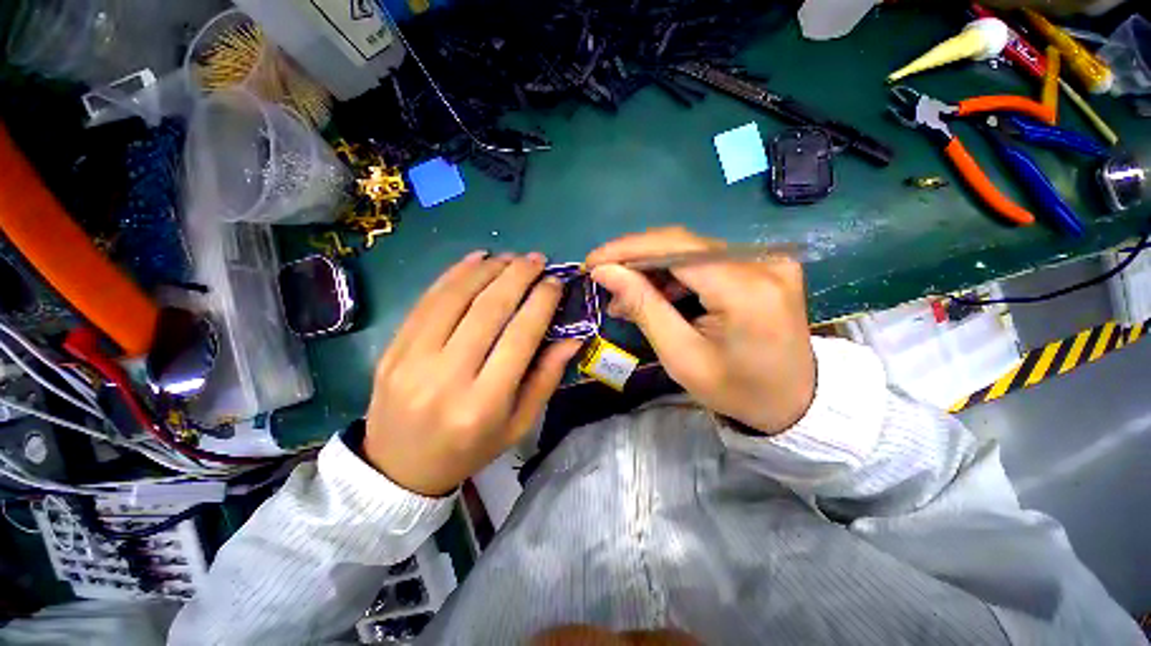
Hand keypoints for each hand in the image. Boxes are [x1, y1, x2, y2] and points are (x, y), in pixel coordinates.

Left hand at [363, 251, 580, 495]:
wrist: (399, 469)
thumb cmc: (470, 449)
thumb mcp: (519, 424)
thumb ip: (547, 378)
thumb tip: (573, 338)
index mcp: (484, 404)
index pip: (519, 337)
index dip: (541, 303)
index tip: (555, 282)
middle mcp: (447, 378)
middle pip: (488, 311)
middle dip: (518, 277)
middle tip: (537, 259)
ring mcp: (411, 360)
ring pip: (456, 298)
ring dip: (488, 270)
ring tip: (511, 257)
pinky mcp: (392, 349)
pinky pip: (426, 301)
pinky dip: (454, 274)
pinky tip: (476, 259)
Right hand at [586, 228, 814, 434]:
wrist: (796, 401)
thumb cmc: (736, 390)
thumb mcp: (681, 356)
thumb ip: (644, 307)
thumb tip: (605, 271)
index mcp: (746, 289)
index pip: (675, 248)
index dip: (627, 249)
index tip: (592, 262)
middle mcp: (762, 261)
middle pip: (682, 244)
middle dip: (635, 259)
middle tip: (604, 280)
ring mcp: (767, 259)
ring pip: (691, 250)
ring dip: (652, 269)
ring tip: (624, 296)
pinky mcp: (763, 264)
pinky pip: (706, 260)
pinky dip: (675, 274)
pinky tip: (655, 293)